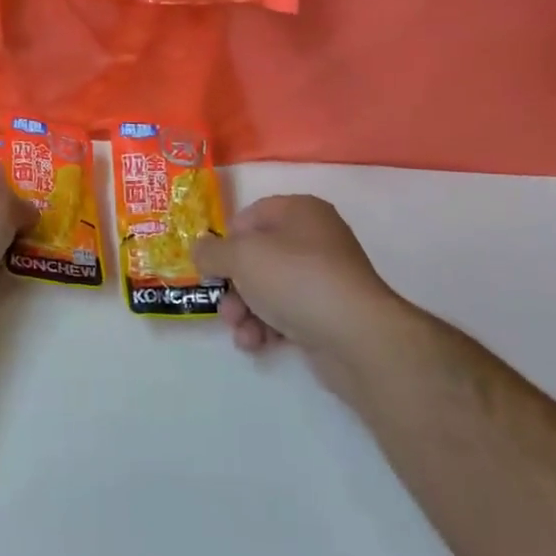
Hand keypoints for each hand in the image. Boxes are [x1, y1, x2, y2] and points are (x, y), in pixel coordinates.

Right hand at [193, 195, 407, 357]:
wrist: (356, 336)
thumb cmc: (295, 279)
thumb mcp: (241, 257)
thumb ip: (212, 251)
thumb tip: (199, 249)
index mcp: (299, 211)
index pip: (251, 216)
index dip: (227, 241)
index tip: (212, 266)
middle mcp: (314, 239)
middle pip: (257, 257)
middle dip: (233, 286)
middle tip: (225, 306)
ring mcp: (324, 277)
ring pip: (268, 289)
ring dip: (245, 311)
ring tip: (241, 331)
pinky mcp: (328, 313)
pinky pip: (287, 313)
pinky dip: (267, 327)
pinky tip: (257, 344)